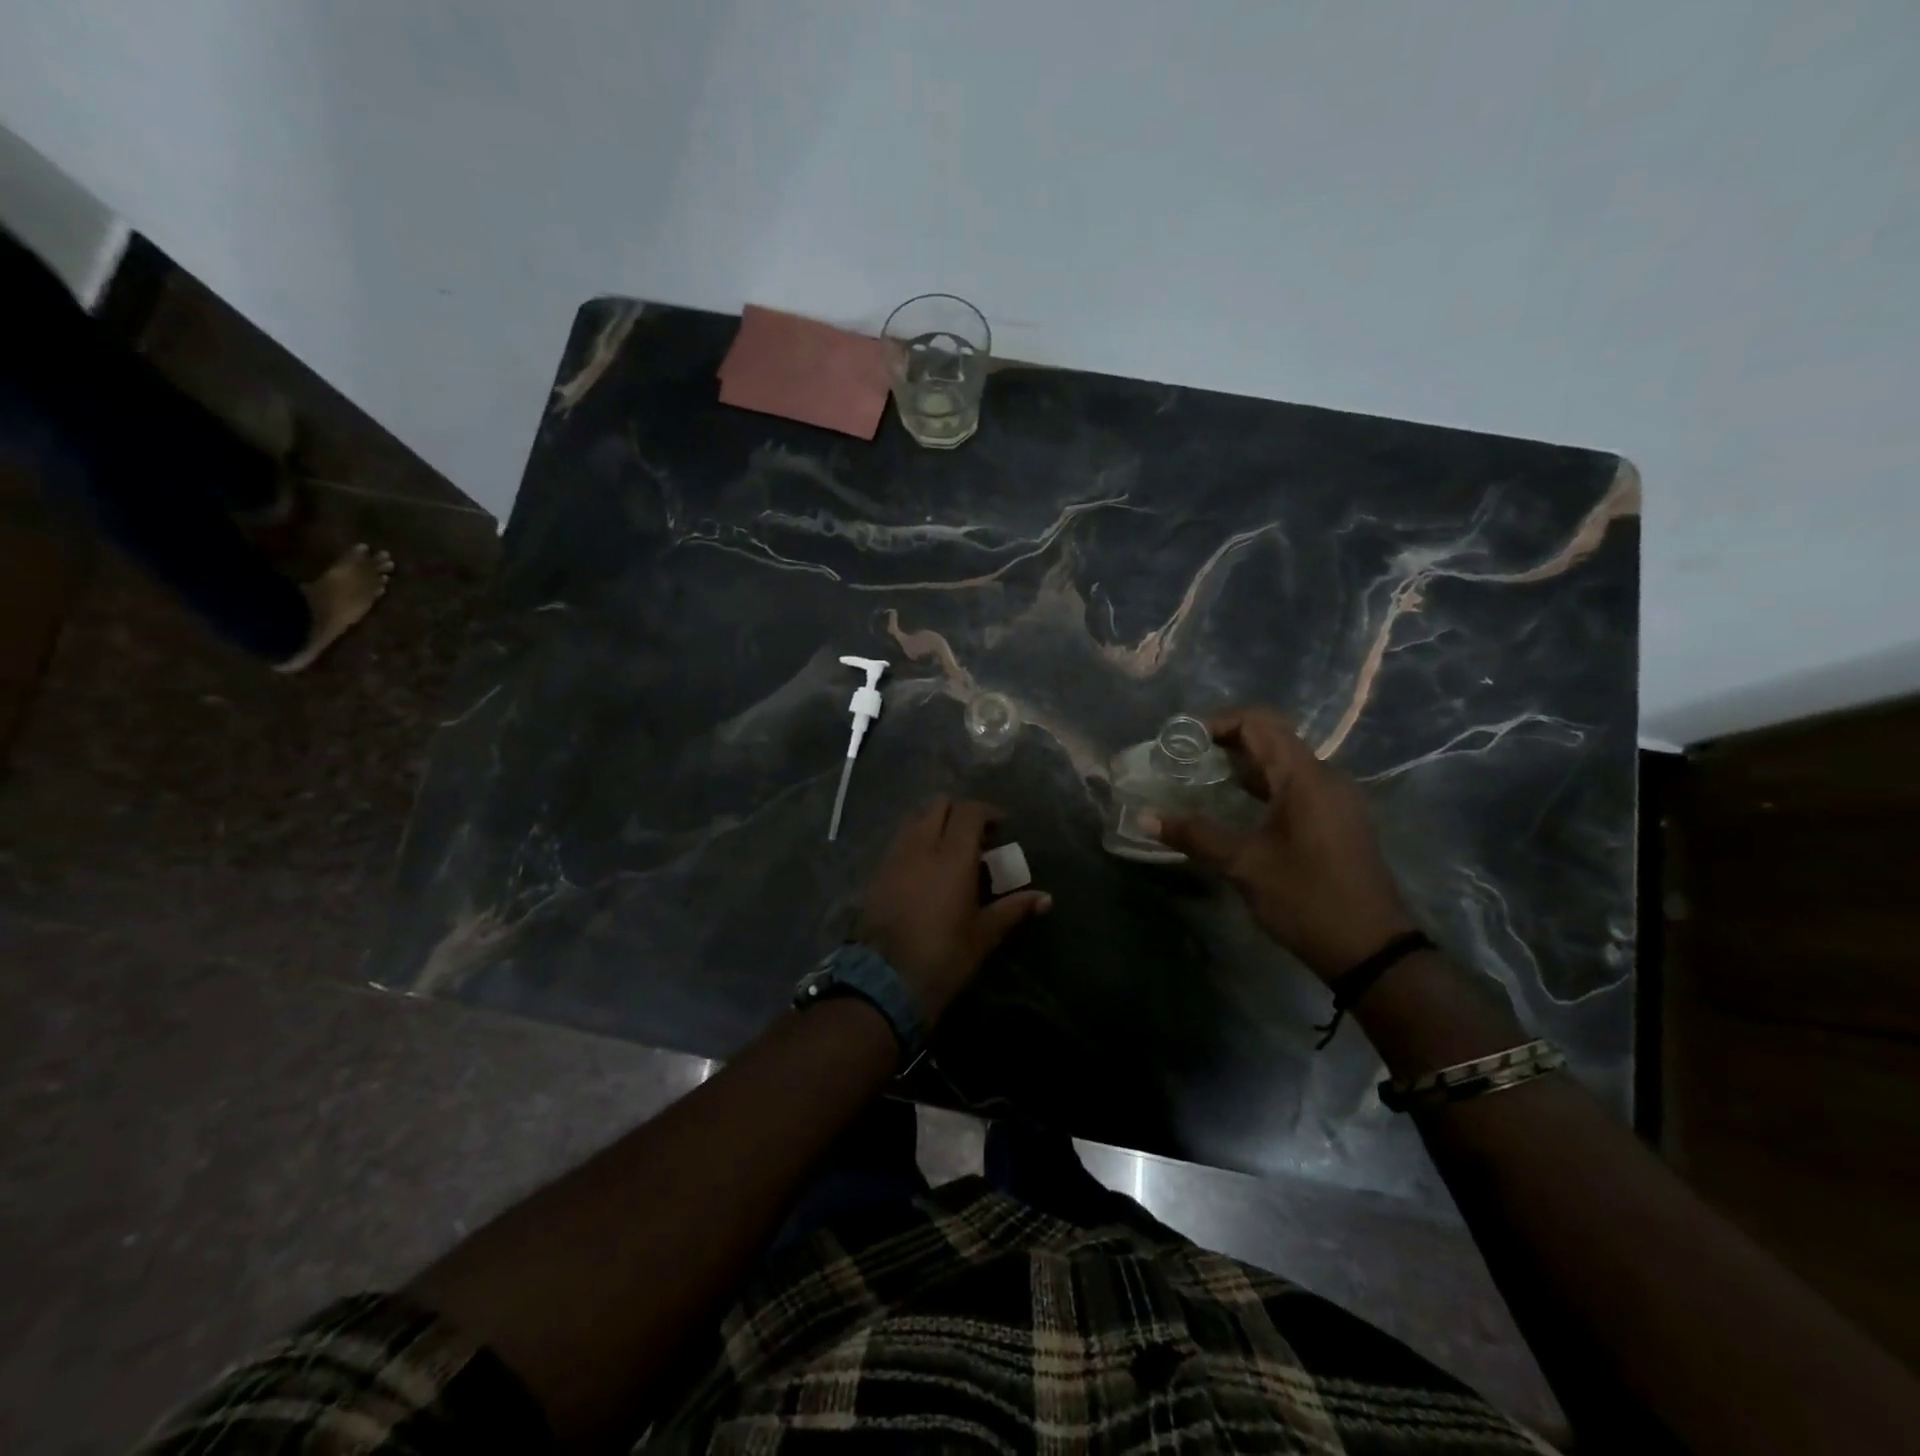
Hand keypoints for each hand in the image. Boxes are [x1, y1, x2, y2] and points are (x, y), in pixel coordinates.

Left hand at [858, 797, 1051, 1020]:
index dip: (987, 812)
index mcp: (952, 857)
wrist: (885, 981)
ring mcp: (895, 857)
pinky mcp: (877, 873)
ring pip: (915, 819)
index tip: (1001, 827)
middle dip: (959, 812)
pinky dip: (915, 841)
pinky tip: (925, 867)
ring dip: (934, 823)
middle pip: (938, 805)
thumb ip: (1013, 909)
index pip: (969, 812)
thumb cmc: (944, 956)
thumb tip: (1046, 899)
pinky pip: (899, 841)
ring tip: (949, 848)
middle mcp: (921, 847)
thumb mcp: (984, 934)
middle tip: (976, 835)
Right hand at [1147, 707, 1417, 982]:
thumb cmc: (1307, 899)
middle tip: (1185, 757)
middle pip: (1273, 737)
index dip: (1218, 722)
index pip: (1260, 723)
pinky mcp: (1338, 819)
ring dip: (1244, 763)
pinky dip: (1263, 783)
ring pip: (1285, 762)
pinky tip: (1236, 804)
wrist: (1372, 951)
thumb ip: (1195, 835)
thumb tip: (1145, 818)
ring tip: (1202, 777)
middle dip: (1227, 740)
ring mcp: (1336, 799)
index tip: (1183, 740)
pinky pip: (1296, 784)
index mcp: (1305, 778)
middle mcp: (1326, 778)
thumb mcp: (1245, 865)